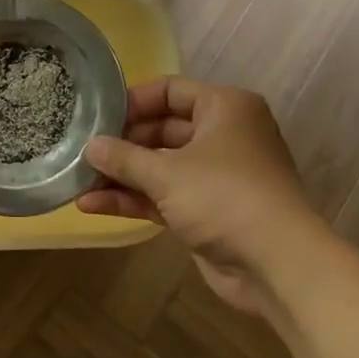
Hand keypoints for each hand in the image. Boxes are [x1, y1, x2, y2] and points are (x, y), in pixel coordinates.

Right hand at [77, 76, 326, 312]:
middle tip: (82, 151)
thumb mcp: (167, 172)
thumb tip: (90, 146)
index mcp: (224, 108)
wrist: (279, 267)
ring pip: (160, 166)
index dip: (132, 102)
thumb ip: (124, 157)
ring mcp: (216, 175)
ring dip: (122, 175)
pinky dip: (134, 198)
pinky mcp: (208, 211)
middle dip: (122, 144)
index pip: (169, 90)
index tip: (97, 117)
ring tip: (79, 180)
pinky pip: (165, 195)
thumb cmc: (224, 198)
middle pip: (161, 129)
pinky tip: (93, 205)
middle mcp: (223, 135)